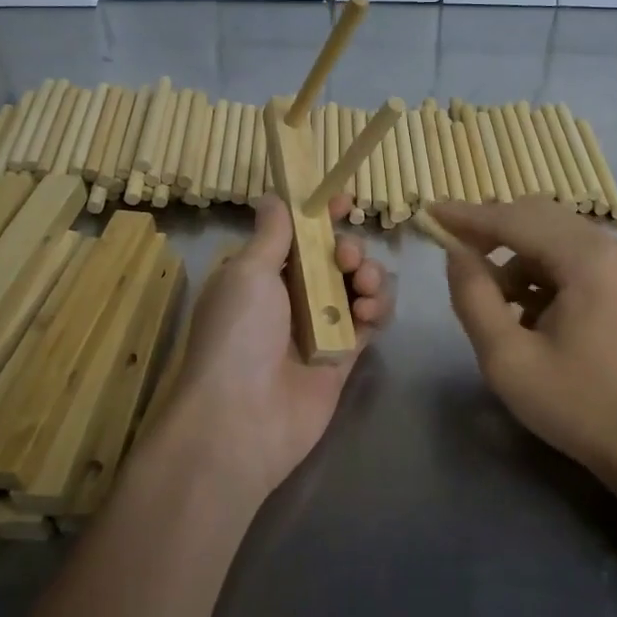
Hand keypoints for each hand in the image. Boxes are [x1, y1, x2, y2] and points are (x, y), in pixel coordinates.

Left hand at [167, 195, 391, 502]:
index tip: (343, 201)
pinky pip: (370, 320)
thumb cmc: (238, 334)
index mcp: (260, 273)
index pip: (296, 234)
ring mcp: (319, 326)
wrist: (242, 419)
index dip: (320, 215)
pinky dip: (378, 307)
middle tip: (346, 258)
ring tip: (363, 287)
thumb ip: (272, 234)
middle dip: (348, 248)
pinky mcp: (344, 354)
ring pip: (357, 285)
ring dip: (369, 275)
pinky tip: (371, 310)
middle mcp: (290, 296)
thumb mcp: (247, 272)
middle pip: (333, 258)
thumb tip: (273, 196)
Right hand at [436, 199, 616, 488]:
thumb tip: (456, 253)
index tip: (428, 212)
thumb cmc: (579, 406)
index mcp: (586, 257)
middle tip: (452, 250)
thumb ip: (474, 297)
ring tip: (490, 301)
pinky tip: (526, 313)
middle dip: (491, 230)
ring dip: (515, 257)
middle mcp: (610, 248)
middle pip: (537, 217)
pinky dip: (540, 273)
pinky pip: (572, 260)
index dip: (466, 216)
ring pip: (554, 238)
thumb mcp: (508, 359)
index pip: (513, 219)